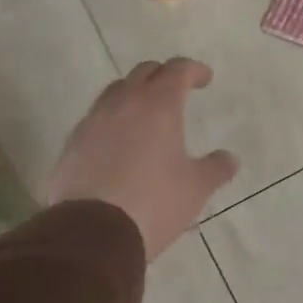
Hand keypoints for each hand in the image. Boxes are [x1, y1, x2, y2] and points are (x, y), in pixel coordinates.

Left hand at [48, 58, 238, 260]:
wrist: (92, 232)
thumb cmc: (153, 203)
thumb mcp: (195, 188)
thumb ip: (216, 168)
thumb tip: (230, 158)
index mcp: (159, 105)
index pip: (178, 70)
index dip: (194, 70)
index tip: (205, 79)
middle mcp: (124, 103)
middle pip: (144, 73)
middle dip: (163, 76)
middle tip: (176, 92)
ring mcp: (93, 121)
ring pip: (115, 92)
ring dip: (134, 95)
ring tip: (146, 116)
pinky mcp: (72, 143)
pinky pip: (96, 120)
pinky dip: (113, 122)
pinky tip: (119, 144)